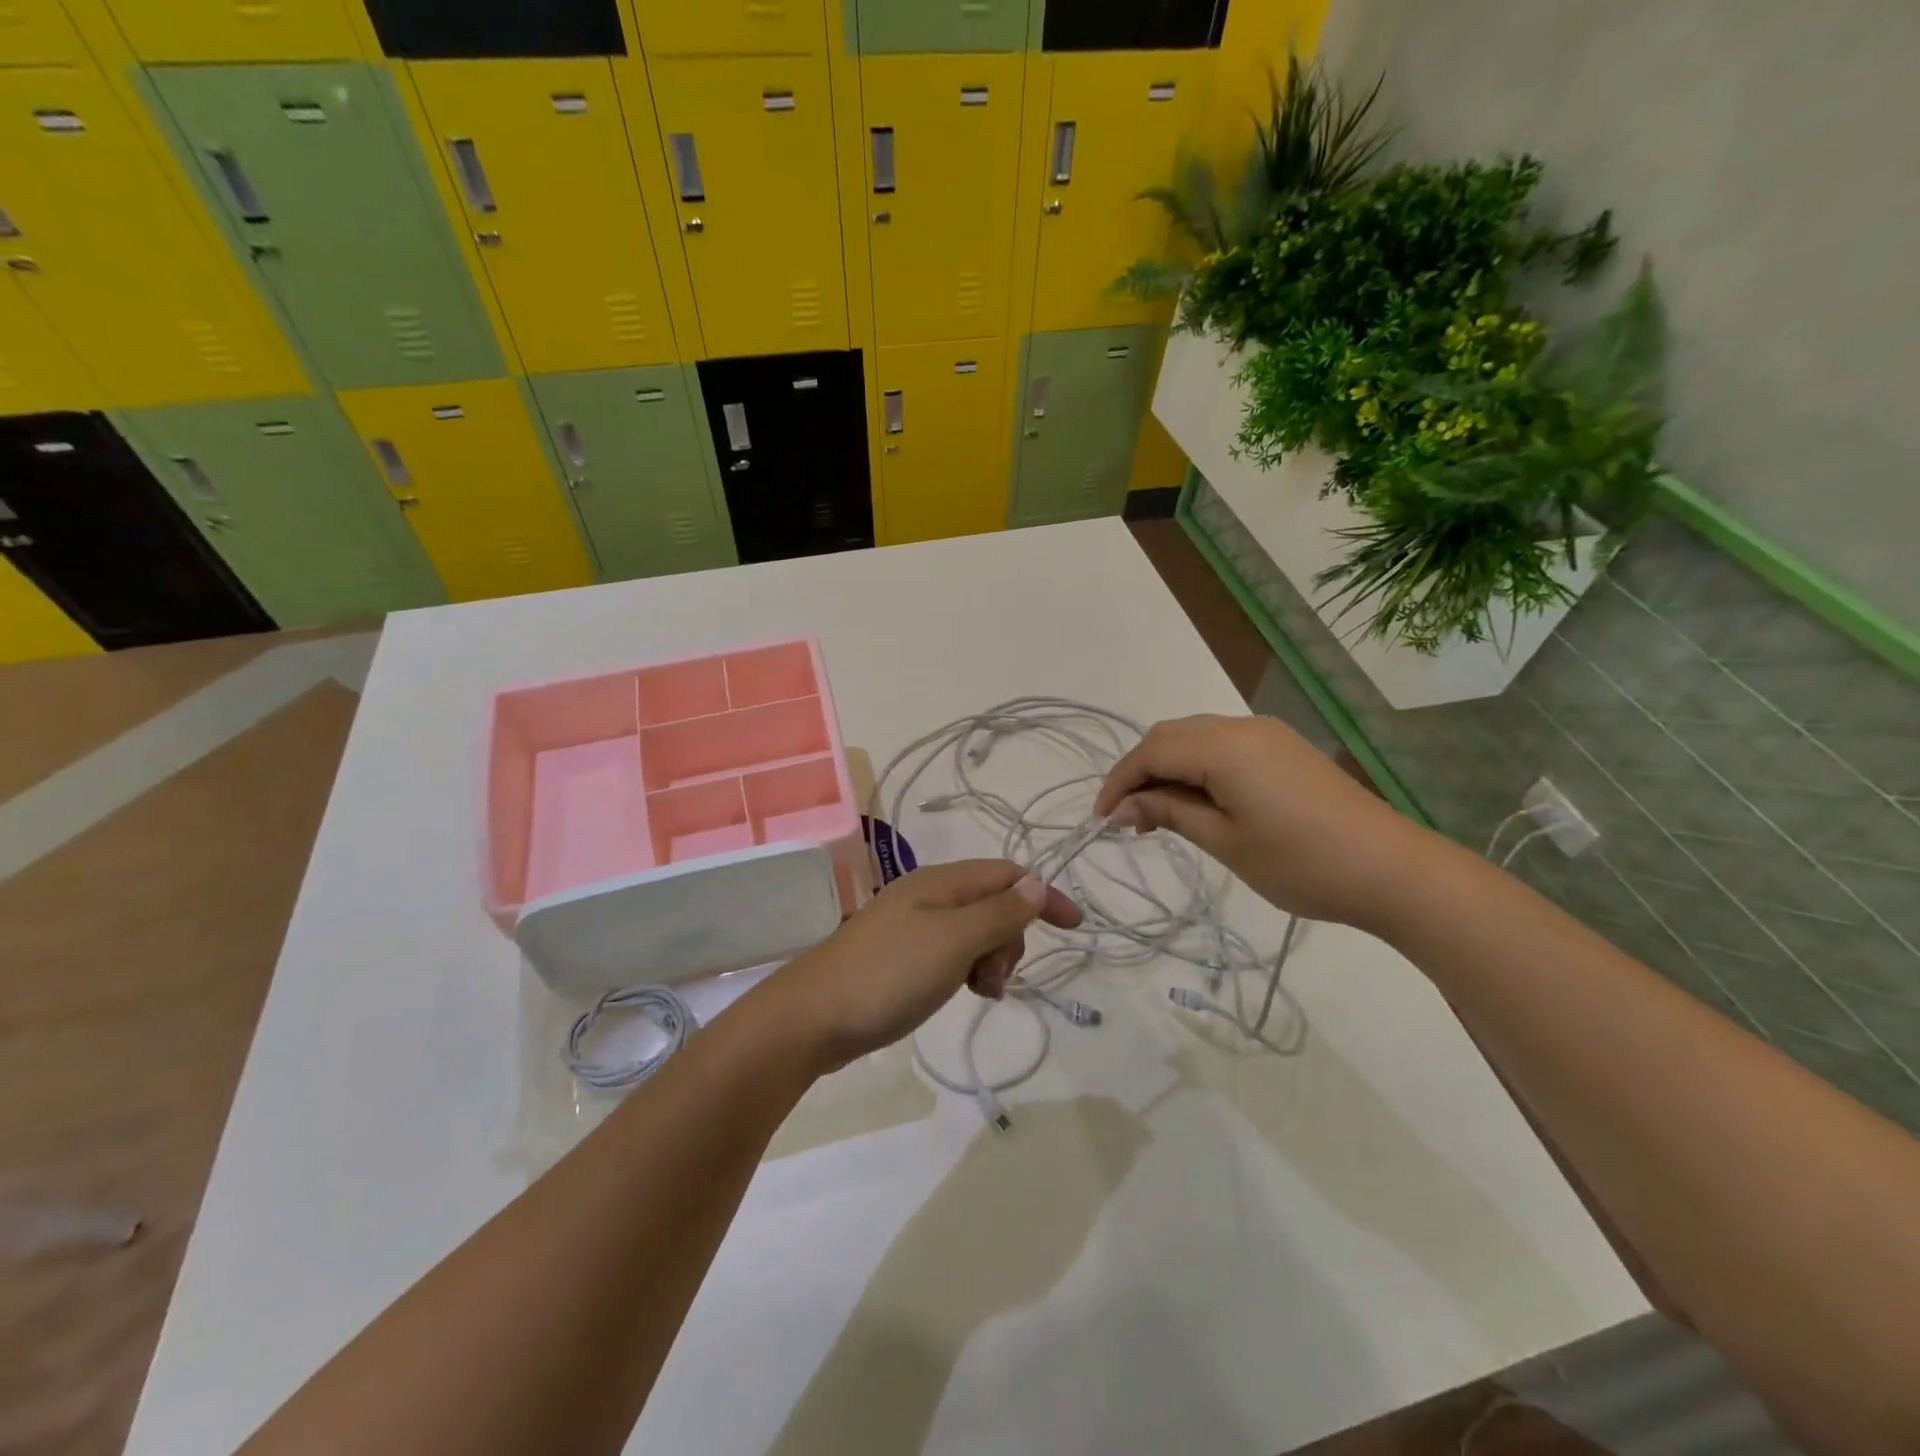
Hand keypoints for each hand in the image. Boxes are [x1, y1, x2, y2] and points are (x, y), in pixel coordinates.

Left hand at [759, 860, 1080, 1073]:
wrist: (813, 1016)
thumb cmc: (889, 974)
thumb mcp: (954, 941)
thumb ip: (998, 912)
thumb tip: (1036, 884)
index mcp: (942, 882)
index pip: (1008, 874)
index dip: (1043, 895)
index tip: (1074, 929)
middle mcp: (930, 895)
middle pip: (994, 902)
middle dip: (1011, 937)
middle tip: (995, 975)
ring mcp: (913, 925)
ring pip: (975, 931)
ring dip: (991, 958)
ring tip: (980, 991)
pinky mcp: (903, 955)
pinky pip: (953, 952)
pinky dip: (969, 969)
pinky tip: (964, 992)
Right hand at [1093, 713, 1432, 928]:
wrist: (1392, 870)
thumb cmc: (1301, 863)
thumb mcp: (1225, 842)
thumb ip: (1170, 813)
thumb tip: (1122, 807)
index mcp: (1224, 747)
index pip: (1151, 751)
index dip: (1119, 781)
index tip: (1101, 819)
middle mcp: (1241, 726)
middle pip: (1169, 735)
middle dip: (1140, 771)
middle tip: (1128, 819)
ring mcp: (1266, 733)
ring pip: (1195, 736)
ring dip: (1167, 768)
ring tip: (1159, 815)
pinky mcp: (1283, 747)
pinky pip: (1222, 745)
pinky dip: (1197, 766)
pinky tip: (1198, 801)